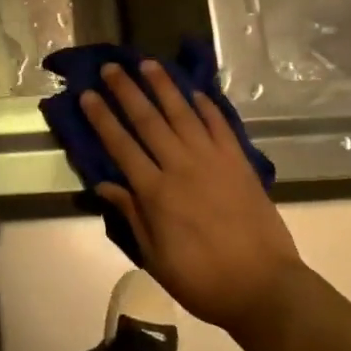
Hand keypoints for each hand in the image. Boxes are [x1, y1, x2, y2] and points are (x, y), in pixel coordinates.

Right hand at [80, 61, 305, 335]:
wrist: (264, 286)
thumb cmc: (203, 280)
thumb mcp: (156, 257)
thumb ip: (132, 216)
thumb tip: (105, 185)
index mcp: (155, 192)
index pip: (120, 145)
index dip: (102, 118)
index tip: (87, 95)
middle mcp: (180, 166)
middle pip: (147, 120)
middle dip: (126, 91)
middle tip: (111, 67)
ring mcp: (212, 160)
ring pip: (182, 113)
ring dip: (163, 87)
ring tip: (148, 64)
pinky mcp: (239, 162)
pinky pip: (219, 125)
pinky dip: (206, 106)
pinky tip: (194, 91)